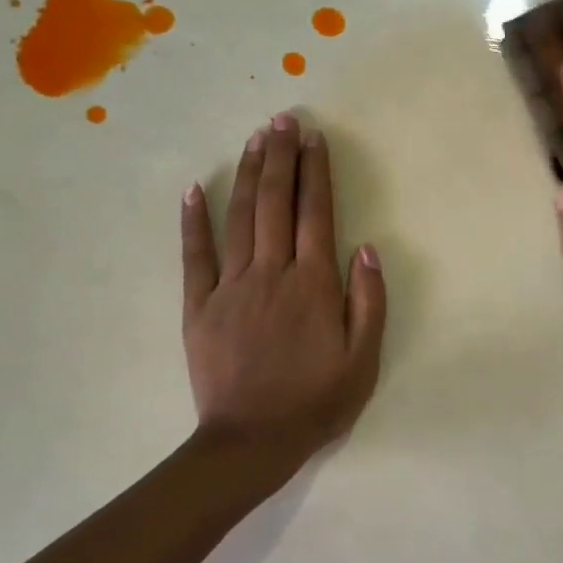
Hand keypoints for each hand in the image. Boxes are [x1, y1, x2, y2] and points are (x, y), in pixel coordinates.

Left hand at [182, 114, 385, 461]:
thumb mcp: (363, 360)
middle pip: (275, 203)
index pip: (315, 213)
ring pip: (239, 218)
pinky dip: (193, 220)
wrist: (251, 441)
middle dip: (281, 158)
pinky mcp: (199, 305)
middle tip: (282, 120)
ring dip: (247, 174)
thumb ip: (368, 301)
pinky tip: (194, 189)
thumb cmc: (316, 402)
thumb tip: (366, 248)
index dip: (316, 172)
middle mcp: (272, 273)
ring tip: (255, 139)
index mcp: (313, 284)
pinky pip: (194, 255)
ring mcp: (231, 286)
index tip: (314, 138)